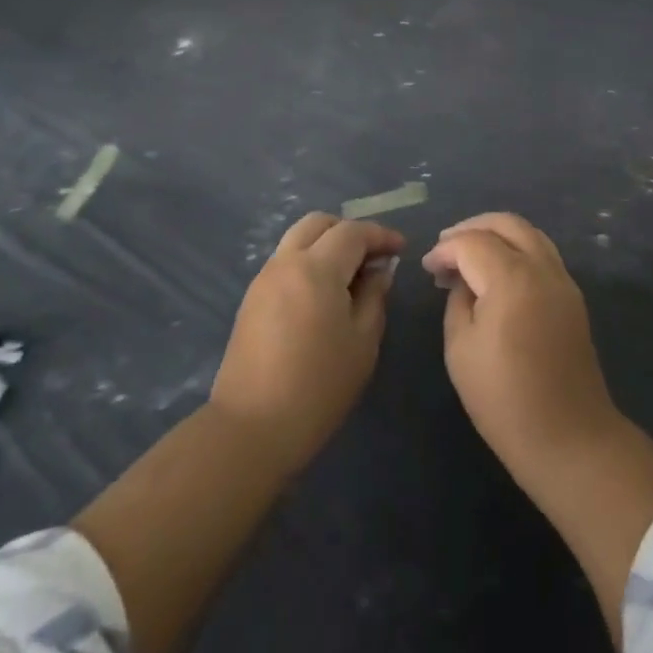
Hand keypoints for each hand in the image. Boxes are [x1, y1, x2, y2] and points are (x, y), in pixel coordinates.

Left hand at [210, 212, 403, 473]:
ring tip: (351, 276)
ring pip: (298, 239)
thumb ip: (374, 297)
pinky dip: (308, 262)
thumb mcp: (363, 343)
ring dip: (326, 245)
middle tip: (374, 256)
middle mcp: (285, 262)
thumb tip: (380, 271)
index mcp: (316, 268)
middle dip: (349, 231)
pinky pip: (285, 262)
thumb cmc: (318, 387)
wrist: (251, 429)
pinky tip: (324, 294)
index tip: (401, 249)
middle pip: (319, 223)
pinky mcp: (251, 299)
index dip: (381, 235)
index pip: (352, 232)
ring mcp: (263, 279)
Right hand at [423, 212, 652, 651]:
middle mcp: (542, 268)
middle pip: (506, 223)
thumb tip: (462, 281)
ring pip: (528, 233)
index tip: (427, 268)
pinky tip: (496, 274)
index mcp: (512, 279)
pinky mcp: (572, 297)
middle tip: (446, 249)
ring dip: (496, 235)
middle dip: (472, 228)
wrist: (571, 440)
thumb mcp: (461, 350)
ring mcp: (563, 280)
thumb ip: (458, 302)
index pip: (472, 243)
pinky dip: (516, 250)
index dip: (445, 250)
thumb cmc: (505, 401)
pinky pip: (541, 253)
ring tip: (469, 256)